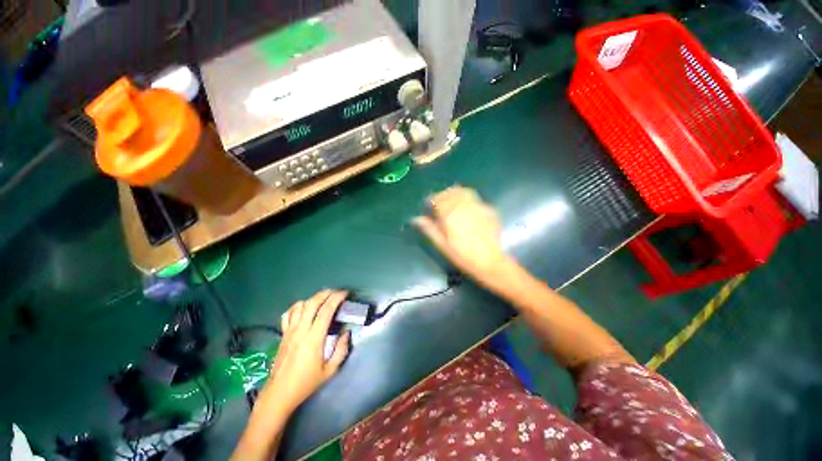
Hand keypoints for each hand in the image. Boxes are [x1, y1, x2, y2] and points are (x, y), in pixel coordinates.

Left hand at [261, 290, 350, 414]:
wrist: (279, 394)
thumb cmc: (306, 383)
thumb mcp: (330, 371)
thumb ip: (341, 350)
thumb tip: (347, 333)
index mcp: (314, 338)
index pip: (326, 311)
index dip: (336, 298)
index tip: (345, 294)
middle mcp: (300, 330)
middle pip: (312, 303)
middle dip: (326, 293)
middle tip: (336, 292)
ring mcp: (289, 331)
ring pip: (300, 306)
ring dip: (313, 298)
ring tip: (323, 299)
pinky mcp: (283, 334)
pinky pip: (288, 314)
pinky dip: (297, 307)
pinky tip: (304, 308)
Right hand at [414, 187, 508, 282]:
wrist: (490, 262)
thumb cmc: (462, 256)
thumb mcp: (442, 245)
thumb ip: (429, 229)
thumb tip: (416, 219)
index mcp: (450, 215)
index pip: (437, 199)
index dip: (431, 200)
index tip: (428, 205)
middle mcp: (464, 206)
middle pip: (450, 193)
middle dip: (442, 195)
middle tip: (439, 202)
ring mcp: (478, 206)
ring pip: (464, 192)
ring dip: (455, 193)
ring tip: (452, 201)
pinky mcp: (489, 210)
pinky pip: (475, 200)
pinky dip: (468, 200)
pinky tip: (467, 210)